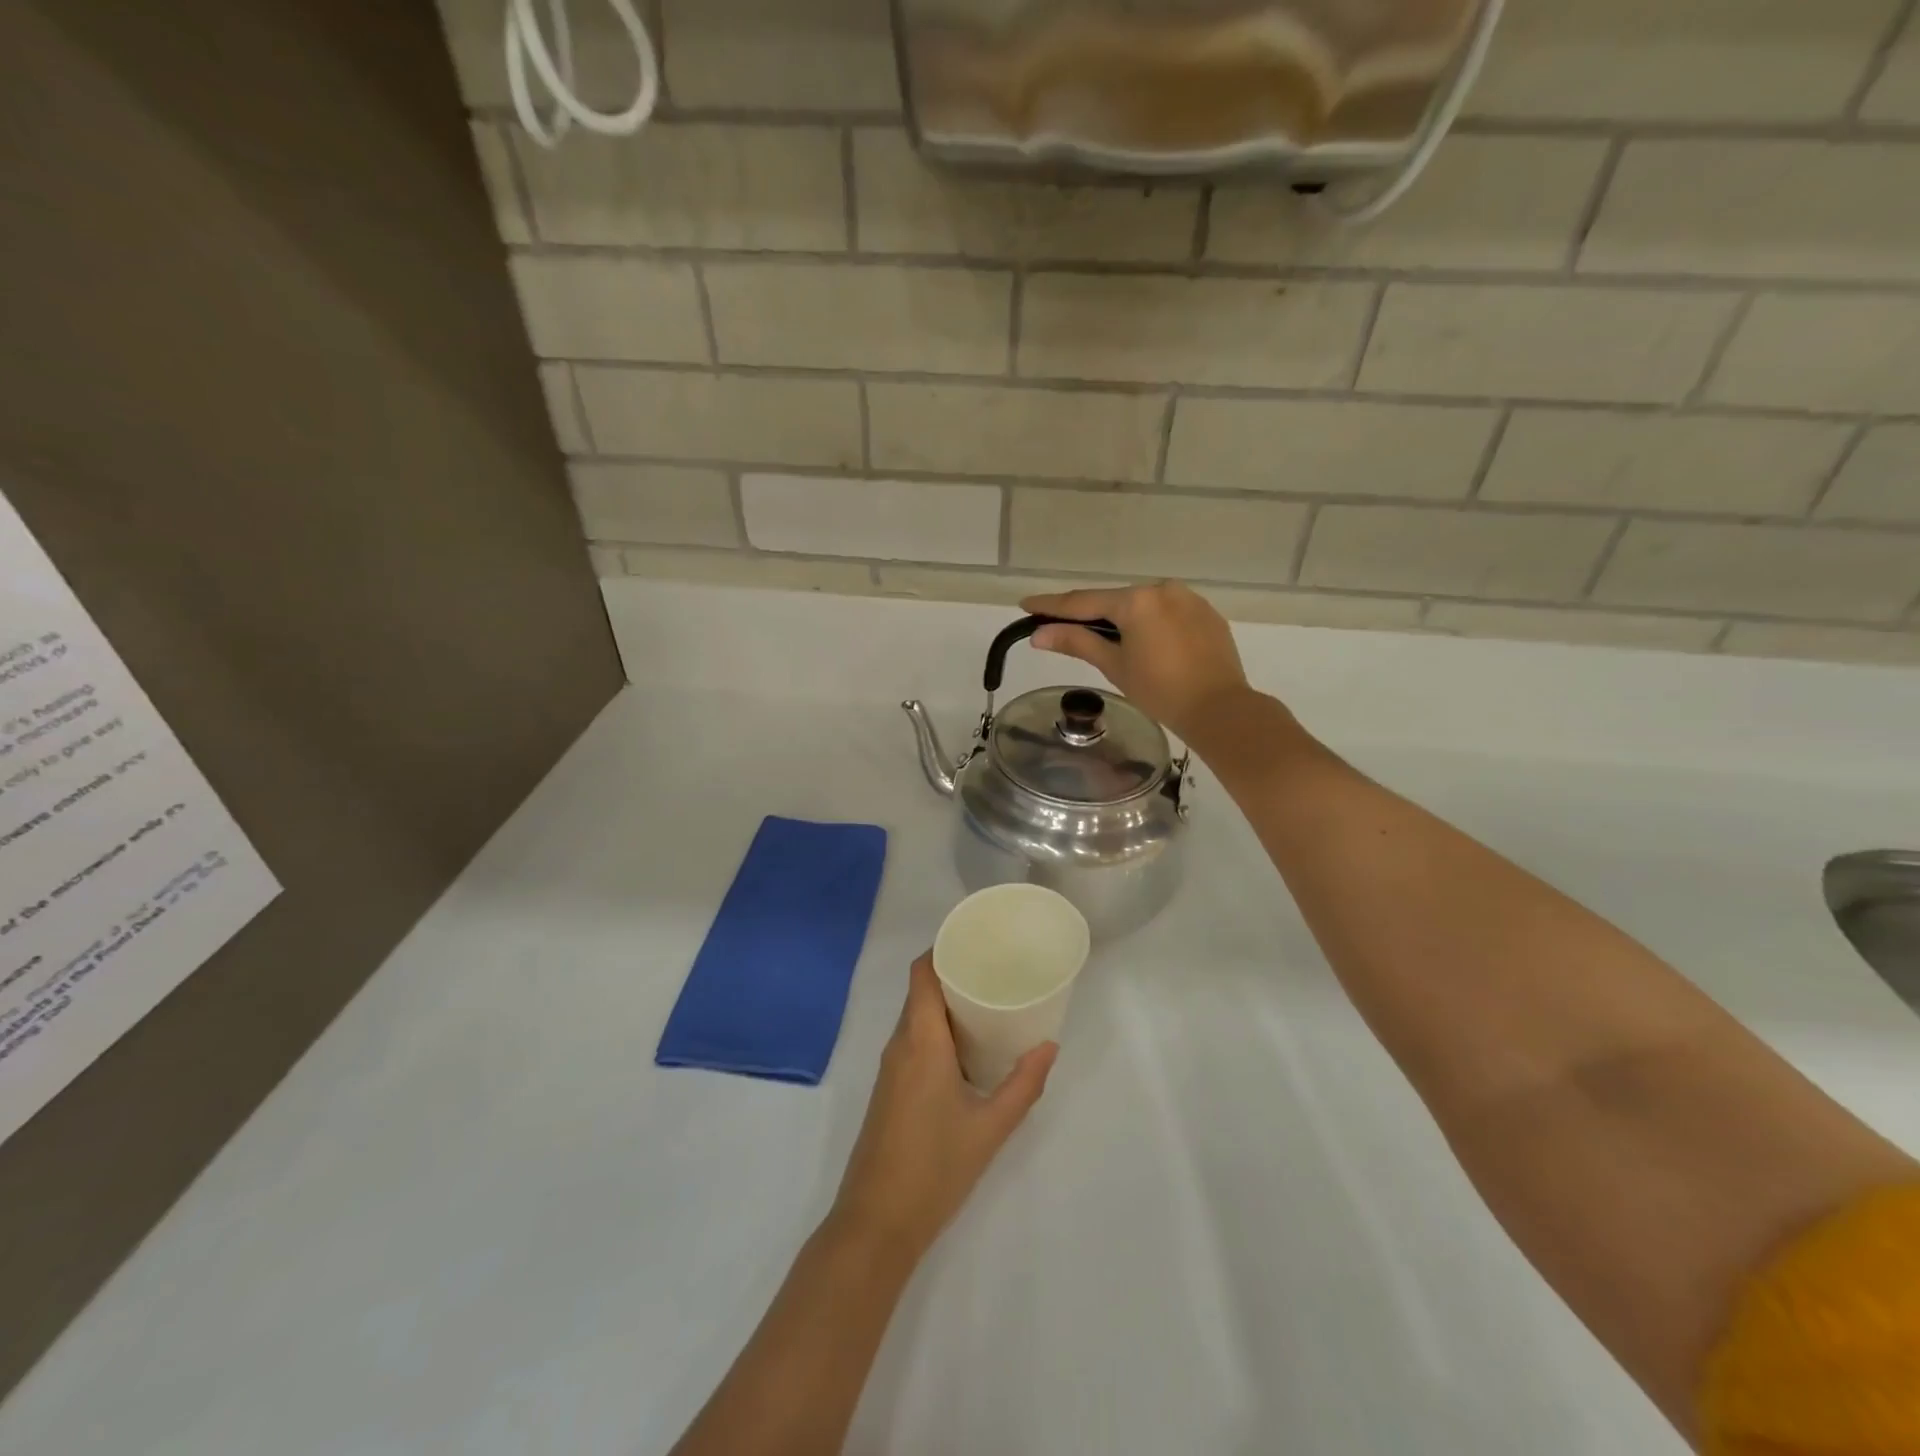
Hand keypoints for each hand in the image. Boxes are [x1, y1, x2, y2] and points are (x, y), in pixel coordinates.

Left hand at [831, 955, 1056, 1261]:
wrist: (876, 1223)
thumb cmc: (934, 1168)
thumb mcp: (990, 1127)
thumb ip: (1023, 1085)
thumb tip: (1049, 1046)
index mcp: (920, 1041)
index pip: (921, 973)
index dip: (943, 948)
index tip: (976, 940)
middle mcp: (900, 1044)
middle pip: (920, 990)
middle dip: (953, 973)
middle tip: (995, 968)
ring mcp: (890, 1068)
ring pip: (916, 1016)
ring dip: (945, 1003)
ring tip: (987, 1000)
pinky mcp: (889, 1089)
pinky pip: (912, 1040)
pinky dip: (936, 1029)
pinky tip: (966, 1045)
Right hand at [1021, 581, 1251, 742]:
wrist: (1220, 709)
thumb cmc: (1160, 691)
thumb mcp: (1114, 666)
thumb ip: (1076, 642)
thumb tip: (1038, 634)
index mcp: (1136, 601)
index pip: (1083, 601)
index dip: (1052, 605)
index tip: (1026, 604)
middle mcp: (1162, 589)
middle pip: (1114, 601)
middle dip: (1089, 614)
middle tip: (1062, 627)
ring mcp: (1188, 599)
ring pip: (1143, 606)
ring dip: (1122, 619)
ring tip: (1107, 641)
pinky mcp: (1207, 614)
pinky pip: (1167, 613)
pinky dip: (1150, 624)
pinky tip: (1147, 645)